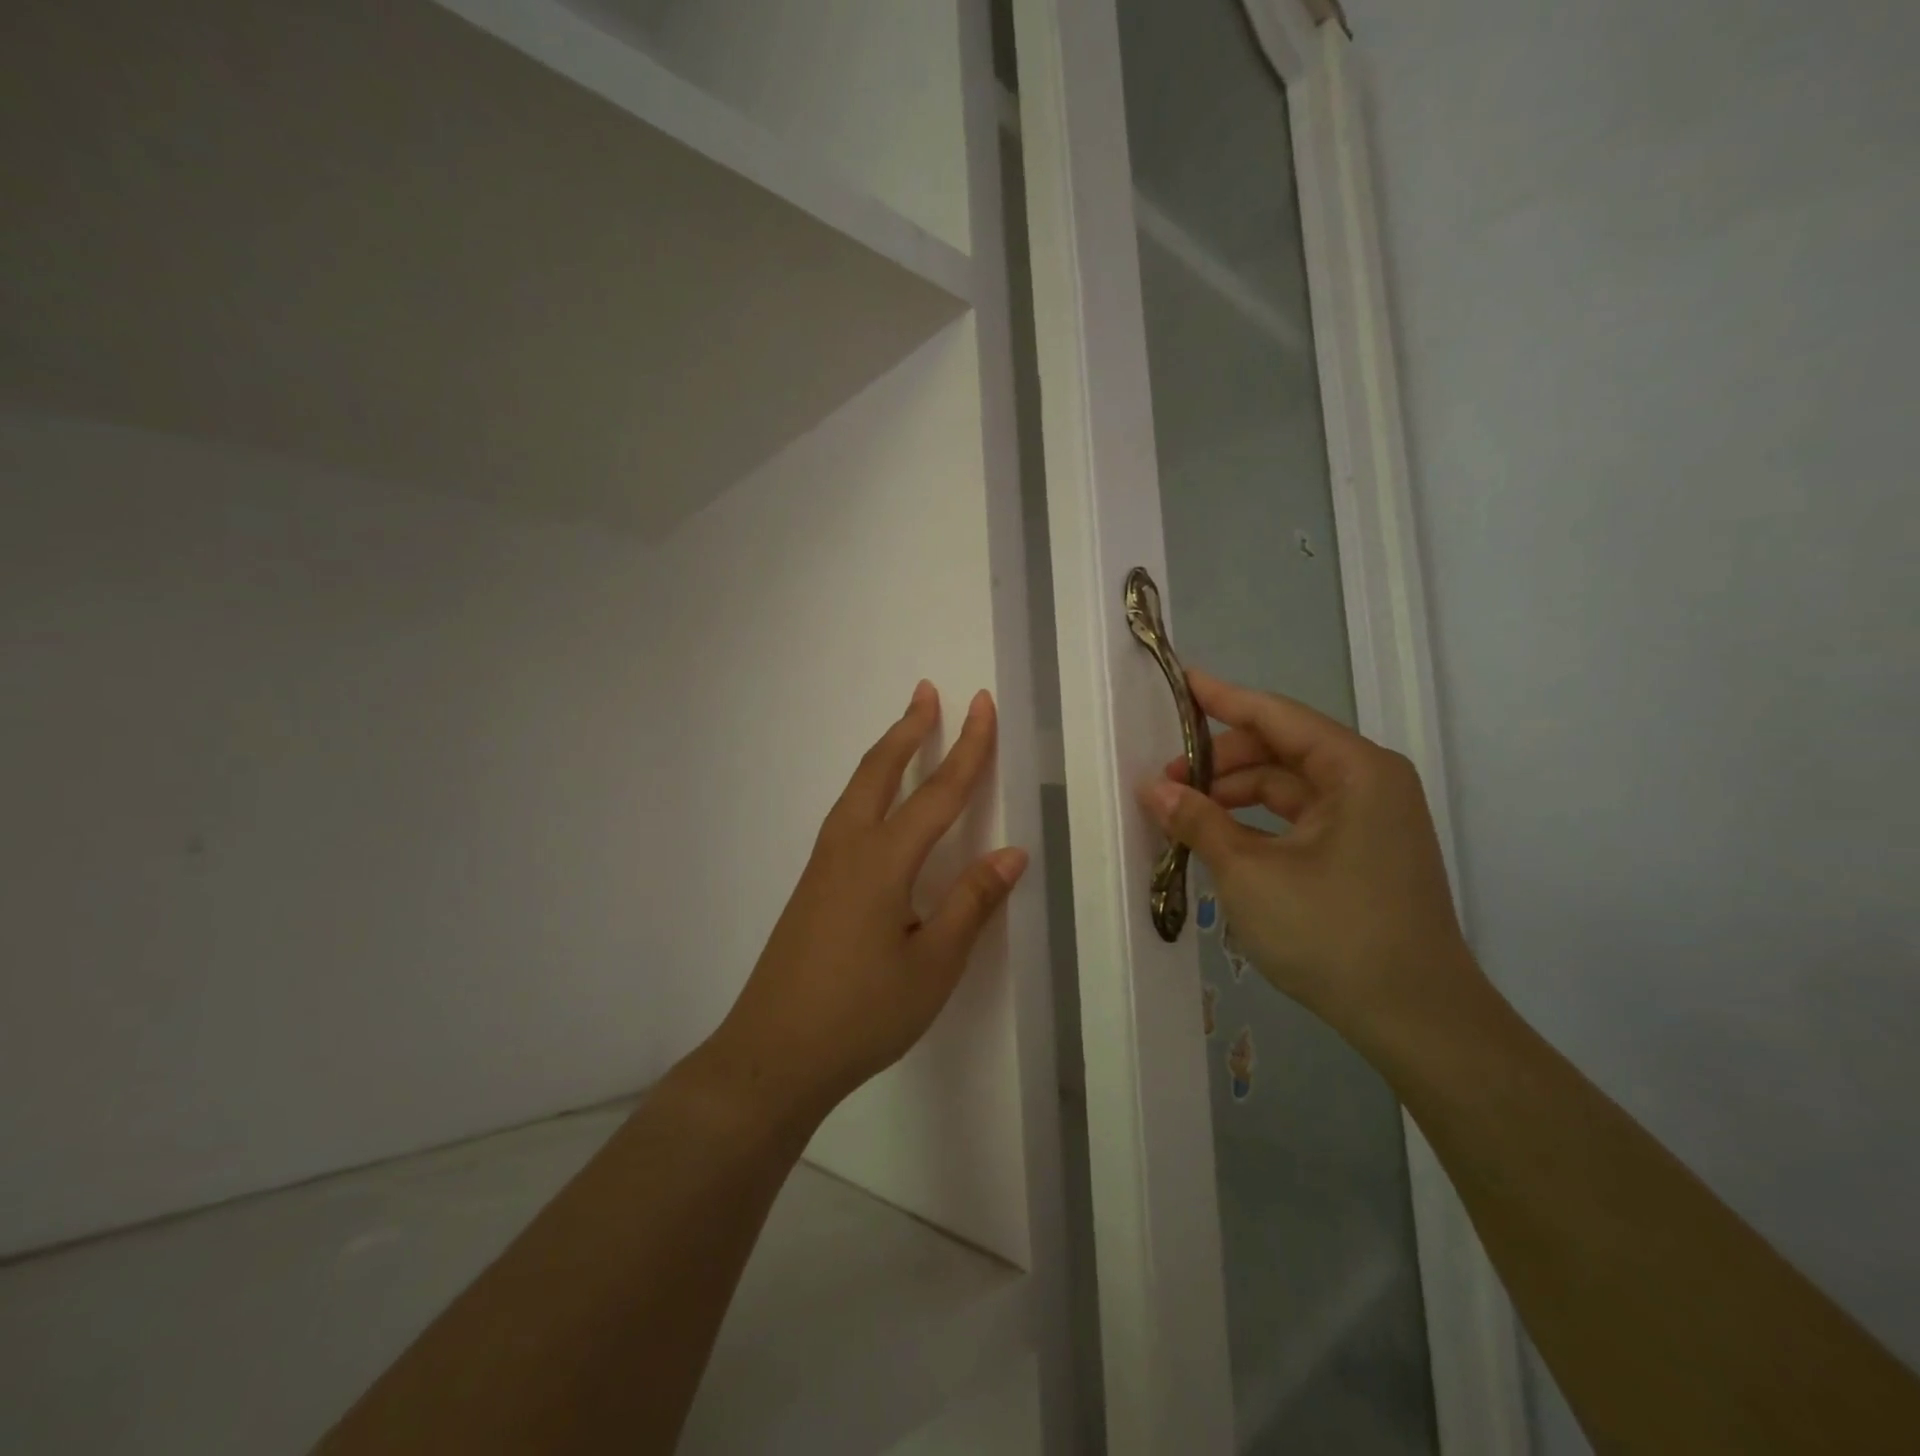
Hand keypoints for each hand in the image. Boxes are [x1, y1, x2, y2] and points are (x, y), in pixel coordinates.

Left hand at [702, 681, 1027, 1129]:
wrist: (773, 1054)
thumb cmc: (862, 1013)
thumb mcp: (933, 965)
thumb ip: (971, 902)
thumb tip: (1012, 853)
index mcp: (884, 861)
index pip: (938, 792)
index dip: (967, 748)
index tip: (982, 705)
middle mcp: (849, 848)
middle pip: (882, 771)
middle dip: (910, 728)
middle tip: (929, 692)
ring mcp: (823, 865)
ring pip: (857, 788)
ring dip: (886, 753)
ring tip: (907, 731)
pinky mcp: (811, 886)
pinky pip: (846, 814)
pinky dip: (869, 785)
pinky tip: (875, 803)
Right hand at [1138, 668, 1482, 1044]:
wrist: (1416, 1019)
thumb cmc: (1332, 932)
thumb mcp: (1249, 873)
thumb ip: (1198, 821)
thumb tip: (1152, 789)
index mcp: (1355, 770)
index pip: (1276, 715)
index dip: (1222, 698)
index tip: (1180, 681)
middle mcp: (1369, 783)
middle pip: (1280, 750)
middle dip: (1220, 762)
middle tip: (1165, 783)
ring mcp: (1370, 820)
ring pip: (1288, 788)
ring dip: (1234, 796)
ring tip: (1183, 817)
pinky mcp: (1364, 854)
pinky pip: (1299, 820)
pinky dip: (1257, 823)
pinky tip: (1218, 840)